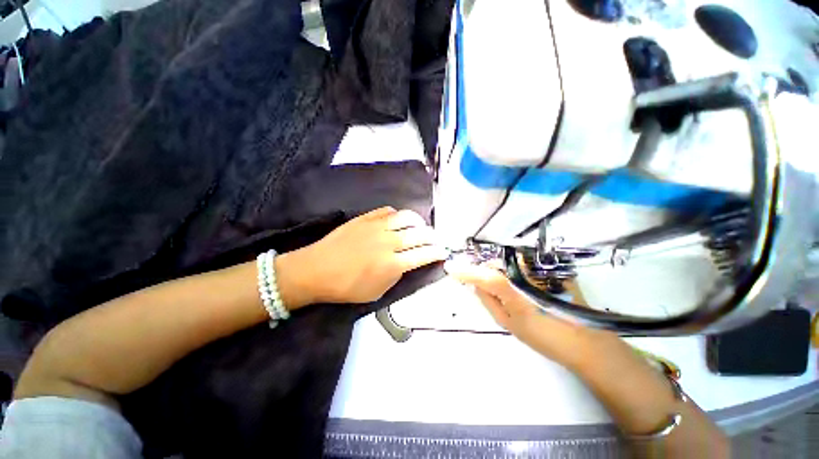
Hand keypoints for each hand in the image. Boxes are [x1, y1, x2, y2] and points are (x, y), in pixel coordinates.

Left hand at [277, 207, 448, 306]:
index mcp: (392, 264)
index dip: (437, 253)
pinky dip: (398, 215)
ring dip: (419, 222)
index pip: (424, 254)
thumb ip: (396, 276)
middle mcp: (388, 242)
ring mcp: (376, 227)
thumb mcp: (377, 292)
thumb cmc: (346, 287)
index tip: (443, 252)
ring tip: (421, 226)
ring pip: (406, 217)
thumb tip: (407, 263)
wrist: (316, 270)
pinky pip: (388, 211)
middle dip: (433, 237)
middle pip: (420, 234)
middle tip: (435, 240)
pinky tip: (398, 220)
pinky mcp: (365, 218)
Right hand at [445, 260, 603, 367]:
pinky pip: (521, 263)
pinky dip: (512, 270)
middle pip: (494, 264)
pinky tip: (518, 283)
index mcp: (513, 289)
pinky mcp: (549, 268)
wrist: (586, 340)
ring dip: (497, 270)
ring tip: (501, 286)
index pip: (482, 274)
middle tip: (477, 282)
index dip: (464, 270)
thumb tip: (474, 285)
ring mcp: (539, 268)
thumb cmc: (544, 336)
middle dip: (483, 271)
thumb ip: (488, 301)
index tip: (450, 267)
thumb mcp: (508, 323)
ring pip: (507, 263)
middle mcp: (525, 272)